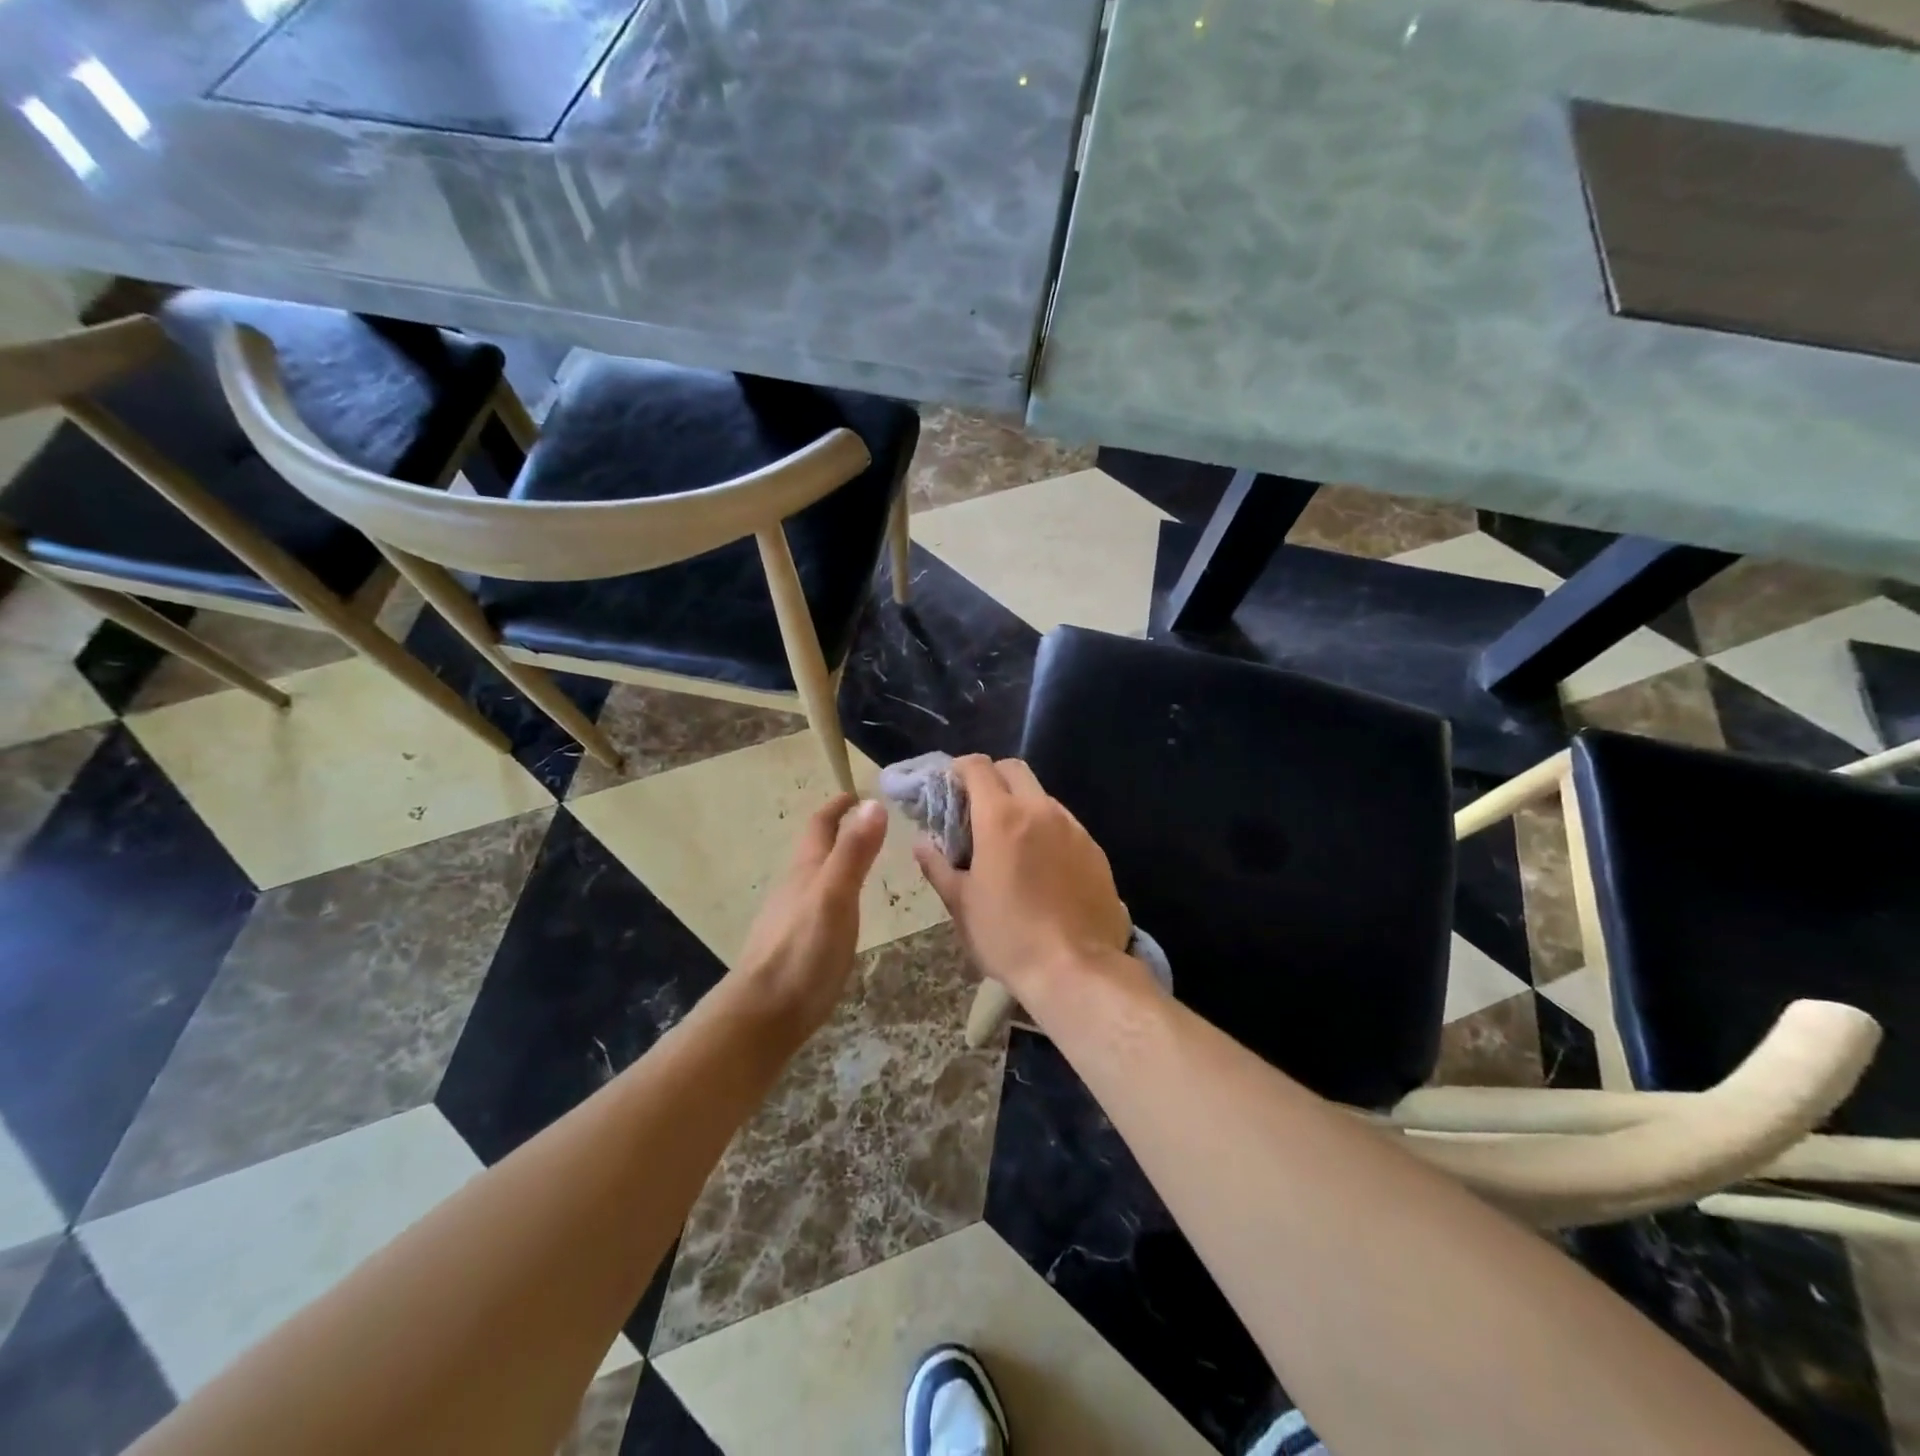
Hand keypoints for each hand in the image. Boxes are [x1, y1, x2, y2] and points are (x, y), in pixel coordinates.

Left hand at [734, 795, 888, 1033]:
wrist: (763, 1014)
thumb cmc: (803, 951)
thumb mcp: (835, 896)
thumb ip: (854, 852)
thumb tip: (873, 803)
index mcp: (805, 870)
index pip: (820, 825)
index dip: (837, 807)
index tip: (856, 793)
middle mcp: (794, 887)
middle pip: (814, 849)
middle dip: (837, 831)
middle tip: (868, 823)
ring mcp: (790, 917)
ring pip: (813, 877)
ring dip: (835, 861)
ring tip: (860, 861)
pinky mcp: (793, 944)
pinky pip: (815, 904)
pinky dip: (833, 891)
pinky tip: (841, 909)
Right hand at [913, 756, 1131, 1004]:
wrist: (1077, 969)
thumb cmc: (1008, 936)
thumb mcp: (961, 905)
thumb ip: (938, 866)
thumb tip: (922, 843)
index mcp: (1001, 817)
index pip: (977, 767)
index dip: (959, 769)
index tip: (949, 788)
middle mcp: (1040, 810)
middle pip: (1014, 769)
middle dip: (992, 778)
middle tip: (977, 810)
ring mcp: (1073, 828)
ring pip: (1042, 796)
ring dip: (1021, 805)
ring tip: (1010, 843)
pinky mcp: (1095, 849)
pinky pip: (1065, 824)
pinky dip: (1047, 830)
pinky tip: (1042, 866)